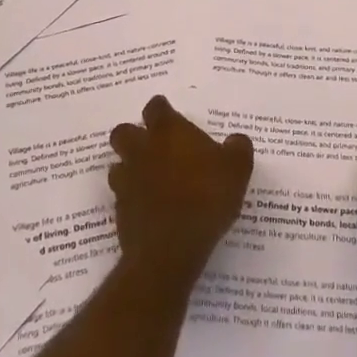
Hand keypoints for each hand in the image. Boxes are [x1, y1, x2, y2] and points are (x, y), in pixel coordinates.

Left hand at [108, 96, 253, 286]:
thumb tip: (236, 140)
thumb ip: (238, 149)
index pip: (156, 107)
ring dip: (131, 168)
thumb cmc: (206, 198)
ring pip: (119, 164)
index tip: (172, 119)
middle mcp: (141, 149)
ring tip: (152, 180)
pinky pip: (122, 195)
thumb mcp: (237, 170)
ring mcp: (127, 180)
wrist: (170, 249)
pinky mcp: (120, 210)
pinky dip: (133, 198)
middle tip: (156, 148)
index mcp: (168, 131)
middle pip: (125, 132)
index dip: (163, 110)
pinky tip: (151, 209)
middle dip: (135, 136)